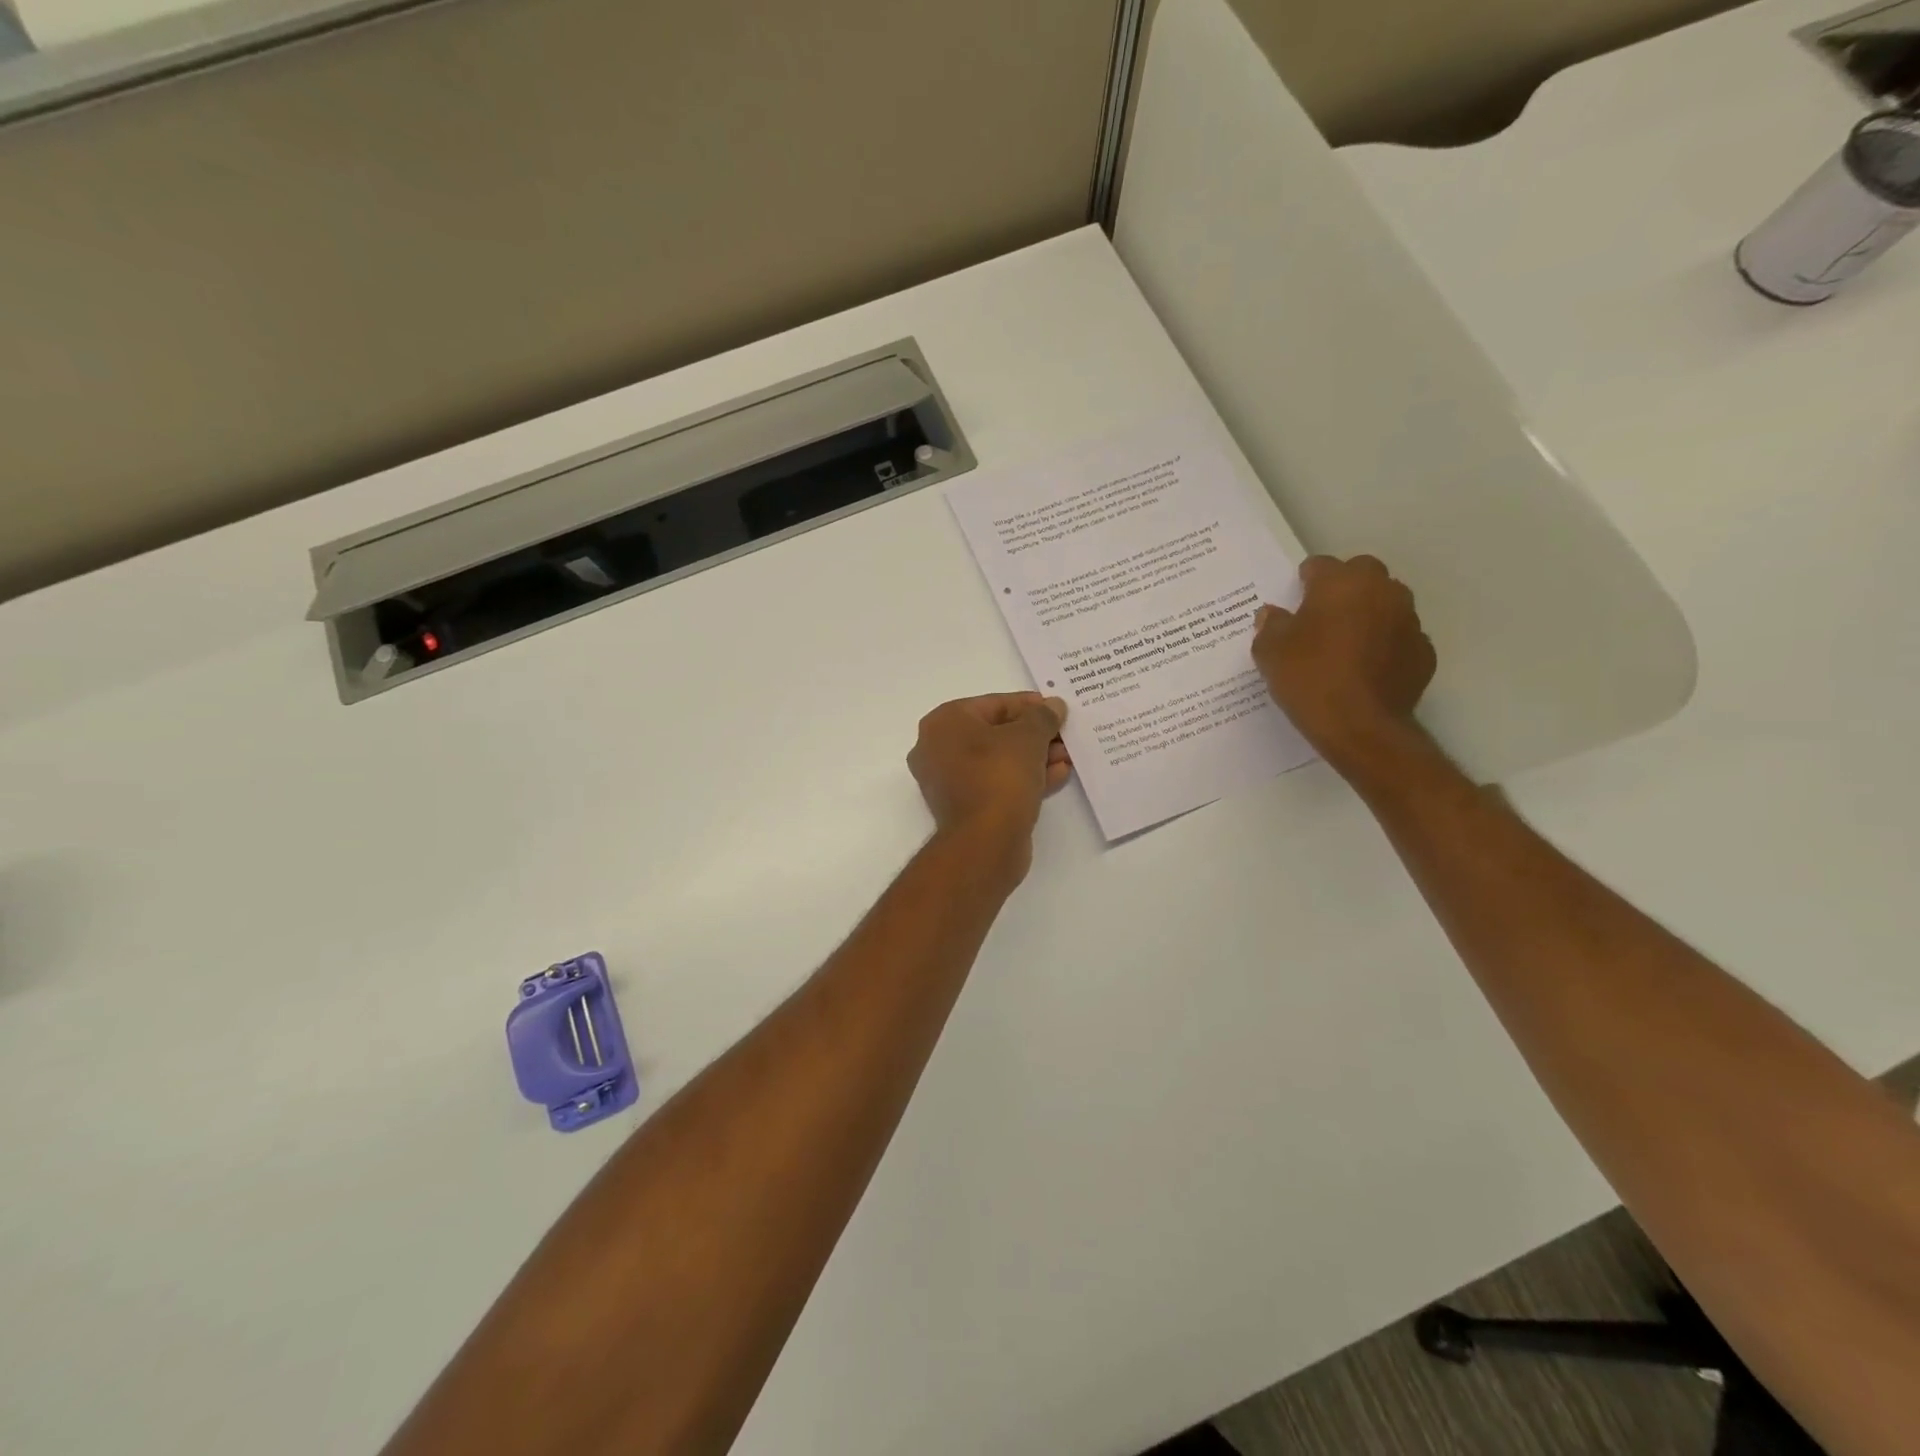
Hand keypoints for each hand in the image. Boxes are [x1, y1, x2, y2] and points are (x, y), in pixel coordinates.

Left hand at [908, 693, 1070, 879]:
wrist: (985, 842)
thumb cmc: (1000, 776)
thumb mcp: (1028, 737)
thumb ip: (1042, 716)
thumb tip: (1053, 706)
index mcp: (944, 723)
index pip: (993, 704)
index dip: (1029, 705)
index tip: (1056, 709)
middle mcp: (937, 749)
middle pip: (995, 733)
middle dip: (1034, 735)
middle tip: (1064, 736)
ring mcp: (948, 781)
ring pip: (998, 760)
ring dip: (1034, 757)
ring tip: (1067, 756)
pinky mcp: (964, 807)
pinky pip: (997, 783)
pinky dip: (1024, 778)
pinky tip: (1057, 775)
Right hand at [1251, 555, 1435, 773]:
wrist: (1361, 727)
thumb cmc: (1309, 679)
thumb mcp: (1269, 652)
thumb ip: (1270, 626)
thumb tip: (1272, 614)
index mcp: (1341, 583)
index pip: (1320, 565)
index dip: (1304, 581)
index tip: (1294, 600)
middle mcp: (1382, 591)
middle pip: (1362, 575)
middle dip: (1343, 589)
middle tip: (1321, 618)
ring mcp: (1409, 621)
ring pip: (1386, 604)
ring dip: (1367, 614)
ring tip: (1345, 644)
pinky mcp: (1423, 652)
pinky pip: (1399, 637)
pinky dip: (1384, 645)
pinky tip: (1366, 669)